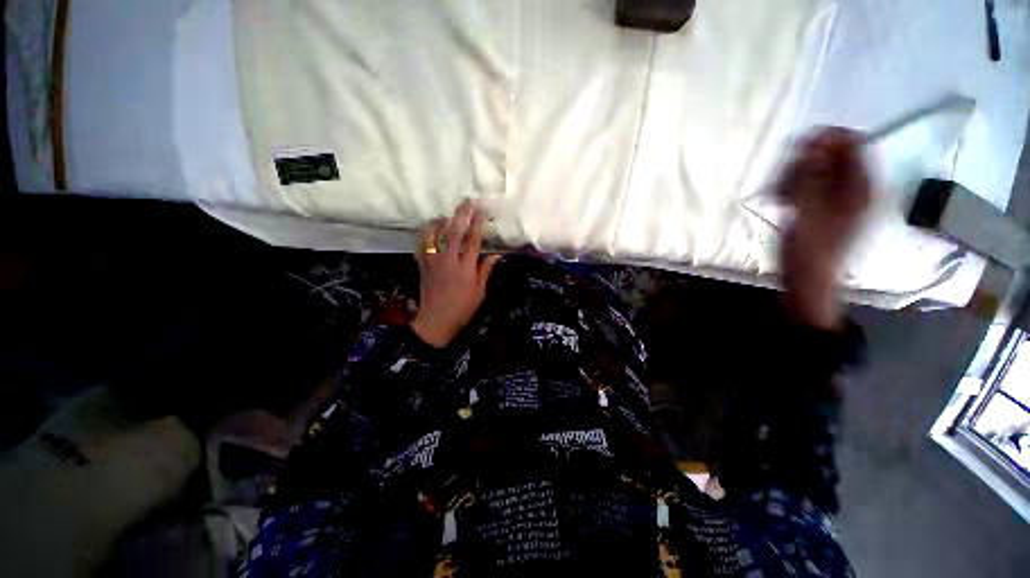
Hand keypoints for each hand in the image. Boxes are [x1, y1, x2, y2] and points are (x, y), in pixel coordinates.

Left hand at [411, 201, 499, 347]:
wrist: (436, 321)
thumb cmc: (462, 309)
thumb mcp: (480, 292)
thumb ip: (485, 271)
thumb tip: (495, 255)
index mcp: (465, 268)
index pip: (473, 241)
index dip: (478, 224)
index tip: (482, 211)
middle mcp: (448, 261)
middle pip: (453, 232)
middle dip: (461, 215)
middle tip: (466, 201)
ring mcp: (433, 262)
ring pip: (433, 235)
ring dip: (440, 221)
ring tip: (446, 215)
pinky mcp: (422, 266)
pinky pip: (421, 246)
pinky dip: (424, 235)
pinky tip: (429, 231)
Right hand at [778, 128, 870, 329]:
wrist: (808, 283)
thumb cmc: (810, 251)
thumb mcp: (809, 211)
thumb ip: (812, 175)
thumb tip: (813, 141)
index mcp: (861, 187)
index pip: (853, 143)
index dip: (826, 140)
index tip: (797, 151)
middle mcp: (855, 188)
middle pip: (831, 156)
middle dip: (804, 164)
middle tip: (783, 183)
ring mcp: (840, 200)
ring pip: (816, 171)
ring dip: (794, 178)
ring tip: (779, 196)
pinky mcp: (824, 209)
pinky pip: (809, 186)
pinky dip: (793, 189)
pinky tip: (781, 201)